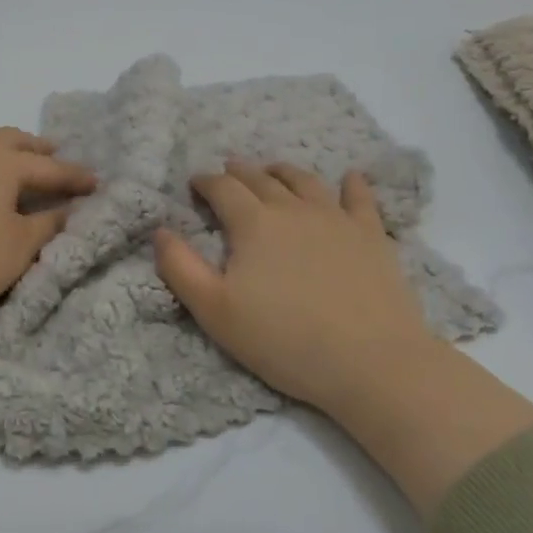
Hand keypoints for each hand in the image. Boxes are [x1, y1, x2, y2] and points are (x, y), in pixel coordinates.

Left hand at [0, 128, 95, 391]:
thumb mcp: (22, 245)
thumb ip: (49, 223)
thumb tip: (69, 209)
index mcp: (1, 161)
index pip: (47, 167)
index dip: (74, 176)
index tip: (97, 183)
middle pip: (9, 140)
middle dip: (35, 149)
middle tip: (53, 157)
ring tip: (9, 162)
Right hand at [153, 161, 433, 414]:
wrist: (372, 362)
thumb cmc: (284, 340)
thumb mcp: (215, 311)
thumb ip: (180, 268)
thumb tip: (160, 230)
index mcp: (253, 223)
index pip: (222, 189)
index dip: (205, 182)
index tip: (194, 184)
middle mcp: (293, 208)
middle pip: (261, 179)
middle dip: (239, 173)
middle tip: (227, 172)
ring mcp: (336, 218)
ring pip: (304, 181)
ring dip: (283, 171)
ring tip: (272, 171)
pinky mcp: (371, 236)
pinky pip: (360, 199)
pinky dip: (352, 184)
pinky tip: (350, 178)